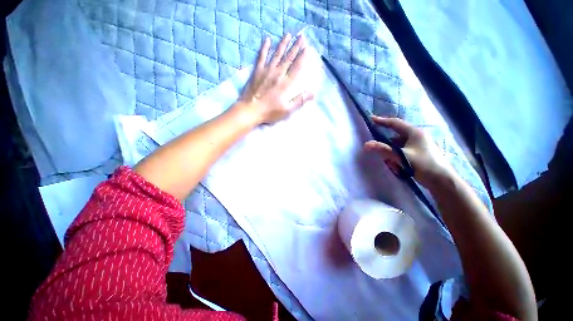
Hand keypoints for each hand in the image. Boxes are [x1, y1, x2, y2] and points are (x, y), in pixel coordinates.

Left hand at [237, 33, 313, 124]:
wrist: (250, 110)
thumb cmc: (270, 112)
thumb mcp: (287, 110)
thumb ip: (300, 100)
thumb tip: (313, 92)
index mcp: (285, 84)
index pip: (296, 67)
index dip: (303, 57)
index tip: (308, 48)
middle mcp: (277, 74)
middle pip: (288, 58)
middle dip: (296, 47)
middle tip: (302, 36)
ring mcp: (266, 71)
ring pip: (276, 54)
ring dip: (283, 44)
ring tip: (288, 34)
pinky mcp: (257, 71)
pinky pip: (261, 56)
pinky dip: (264, 48)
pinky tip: (267, 40)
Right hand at [364, 116, 454, 187]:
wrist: (442, 181)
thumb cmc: (423, 165)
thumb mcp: (401, 156)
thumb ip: (383, 150)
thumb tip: (366, 144)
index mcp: (415, 133)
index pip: (395, 123)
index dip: (382, 121)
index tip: (371, 119)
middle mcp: (417, 136)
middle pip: (396, 134)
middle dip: (386, 140)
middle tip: (376, 143)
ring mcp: (419, 144)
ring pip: (399, 144)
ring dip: (391, 150)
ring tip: (388, 160)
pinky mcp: (419, 152)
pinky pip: (403, 150)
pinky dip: (397, 155)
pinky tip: (395, 163)